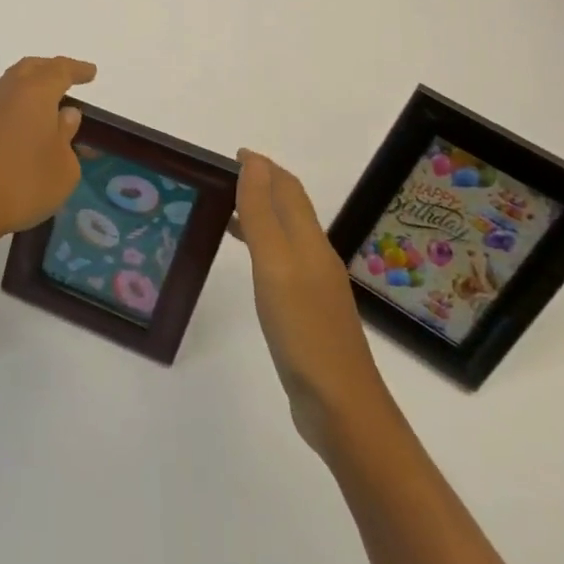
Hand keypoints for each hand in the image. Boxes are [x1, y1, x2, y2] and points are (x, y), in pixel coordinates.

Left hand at [0, 56, 97, 257]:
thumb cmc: (21, 183)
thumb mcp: (63, 168)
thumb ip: (67, 137)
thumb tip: (64, 115)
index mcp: (35, 91)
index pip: (60, 70)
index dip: (78, 70)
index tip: (91, 73)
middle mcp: (7, 91)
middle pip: (31, 69)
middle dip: (51, 70)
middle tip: (68, 80)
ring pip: (12, 86)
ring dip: (31, 90)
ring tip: (47, 109)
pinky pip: (0, 107)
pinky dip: (16, 110)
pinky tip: (22, 131)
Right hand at [231, 150, 383, 458]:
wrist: (341, 407)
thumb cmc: (303, 330)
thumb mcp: (275, 265)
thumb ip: (262, 213)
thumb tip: (253, 162)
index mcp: (309, 241)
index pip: (288, 189)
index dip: (263, 168)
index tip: (231, 155)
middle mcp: (315, 257)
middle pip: (290, 208)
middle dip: (261, 186)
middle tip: (222, 180)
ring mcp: (314, 288)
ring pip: (286, 235)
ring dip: (260, 215)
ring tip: (225, 213)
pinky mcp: (308, 314)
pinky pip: (282, 263)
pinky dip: (262, 247)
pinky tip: (248, 264)